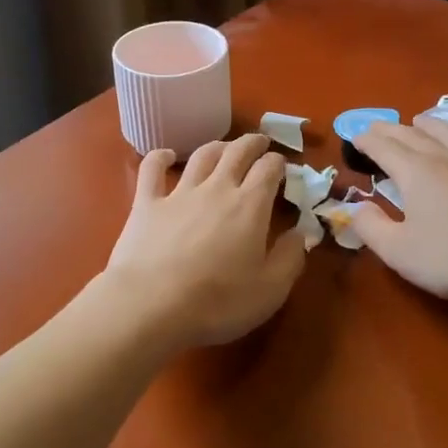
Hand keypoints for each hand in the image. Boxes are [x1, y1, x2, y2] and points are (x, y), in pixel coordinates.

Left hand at [103, 133, 305, 349]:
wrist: (151, 304)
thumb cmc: (218, 302)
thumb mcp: (270, 289)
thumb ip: (291, 257)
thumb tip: (301, 232)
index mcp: (250, 206)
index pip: (269, 169)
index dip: (278, 162)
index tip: (283, 165)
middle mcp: (217, 188)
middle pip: (237, 152)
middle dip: (252, 143)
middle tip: (260, 142)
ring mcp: (179, 193)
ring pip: (201, 156)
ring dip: (216, 146)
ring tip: (224, 147)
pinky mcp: (146, 203)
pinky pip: (152, 169)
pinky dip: (160, 157)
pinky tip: (165, 155)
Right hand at [351, 118, 447, 308]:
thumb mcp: (399, 252)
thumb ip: (371, 228)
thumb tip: (356, 208)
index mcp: (415, 173)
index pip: (384, 147)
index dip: (366, 141)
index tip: (354, 138)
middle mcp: (445, 159)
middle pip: (413, 135)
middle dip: (390, 129)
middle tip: (376, 128)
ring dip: (429, 124)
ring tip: (419, 121)